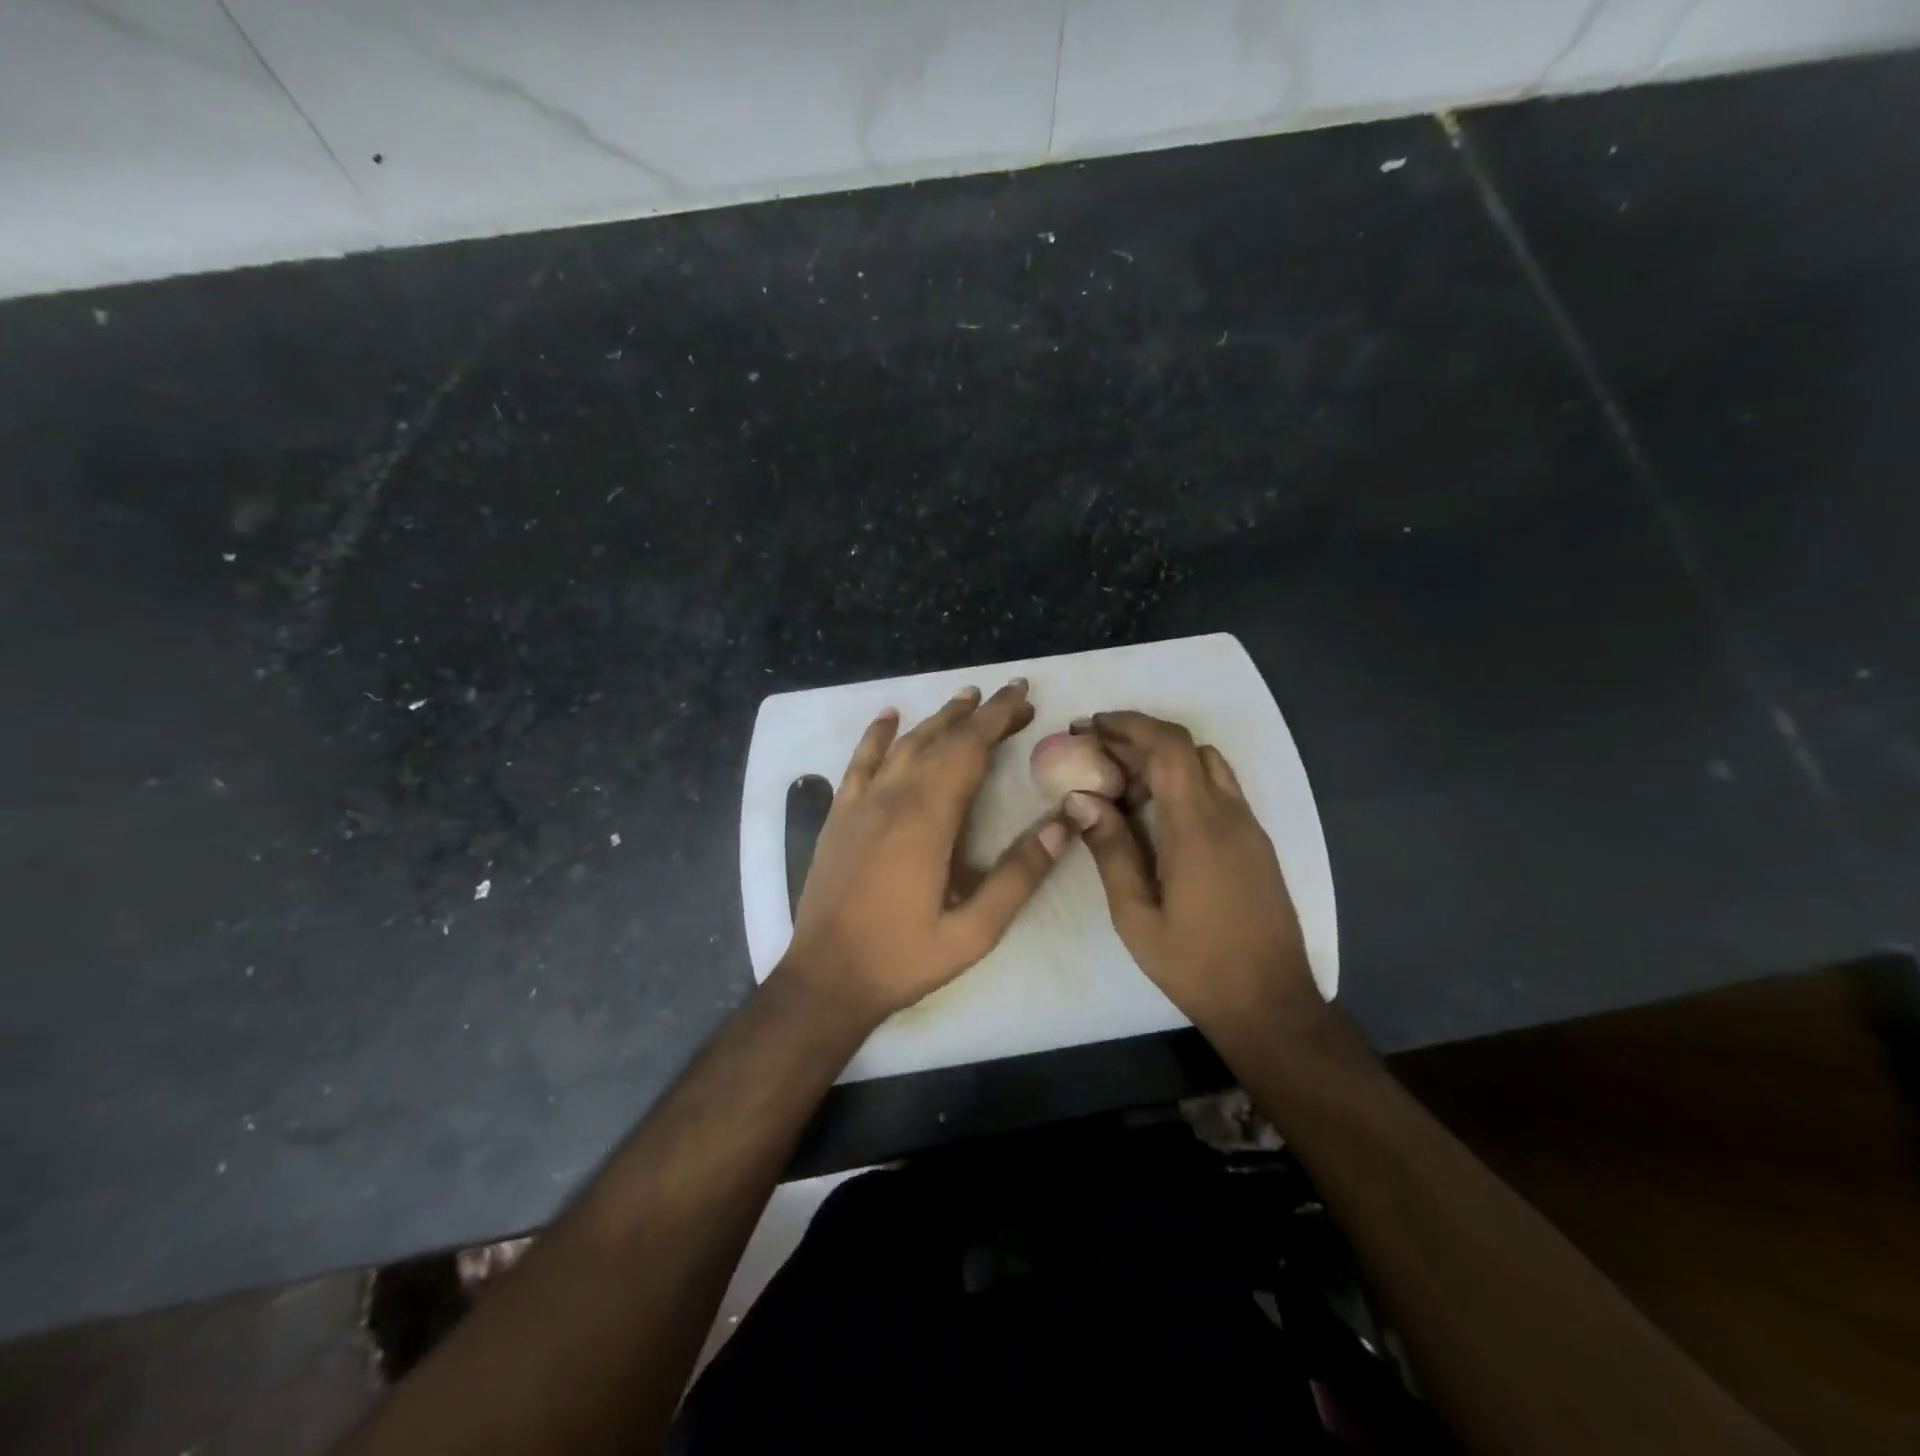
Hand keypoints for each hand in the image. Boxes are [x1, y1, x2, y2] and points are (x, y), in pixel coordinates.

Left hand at [779, 680, 1072, 1023]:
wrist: (825, 978)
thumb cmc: (903, 958)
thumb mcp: (974, 932)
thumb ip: (1018, 876)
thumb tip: (1063, 826)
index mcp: (928, 820)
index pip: (969, 750)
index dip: (998, 719)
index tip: (1024, 695)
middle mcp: (892, 799)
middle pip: (940, 739)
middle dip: (979, 713)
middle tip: (1012, 696)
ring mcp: (860, 804)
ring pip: (904, 745)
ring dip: (937, 718)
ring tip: (967, 698)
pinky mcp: (839, 816)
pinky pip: (859, 762)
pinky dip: (877, 735)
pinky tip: (889, 716)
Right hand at [1064, 711, 1320, 1035]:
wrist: (1271, 1004)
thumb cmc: (1196, 966)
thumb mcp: (1137, 917)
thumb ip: (1111, 852)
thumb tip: (1081, 799)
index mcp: (1198, 829)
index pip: (1169, 748)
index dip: (1130, 725)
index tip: (1091, 725)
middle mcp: (1230, 816)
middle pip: (1187, 748)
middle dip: (1138, 738)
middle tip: (1094, 752)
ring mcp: (1249, 827)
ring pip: (1207, 764)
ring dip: (1163, 759)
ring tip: (1120, 783)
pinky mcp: (1256, 843)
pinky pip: (1219, 790)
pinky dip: (1184, 781)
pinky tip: (1155, 812)